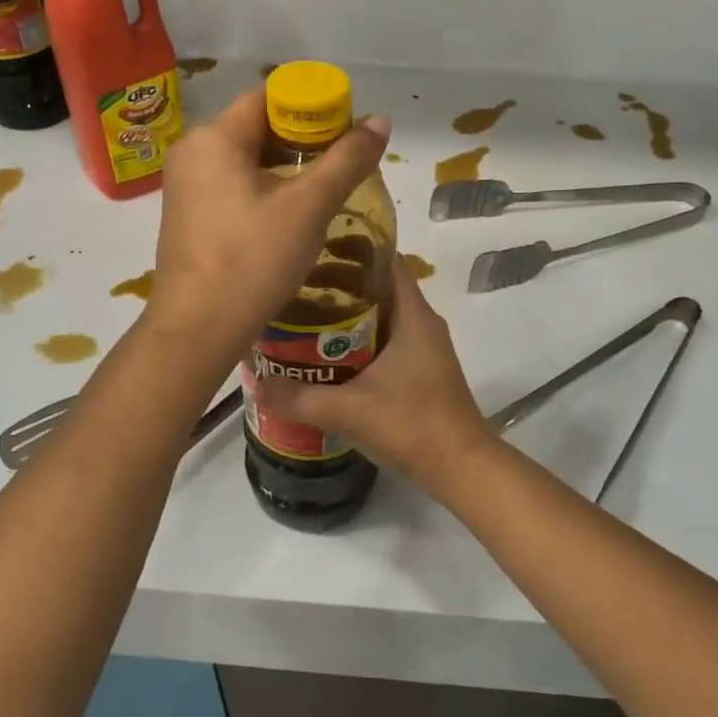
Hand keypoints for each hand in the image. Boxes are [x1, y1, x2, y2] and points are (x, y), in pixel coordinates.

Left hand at [149, 90, 389, 361]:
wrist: (198, 329)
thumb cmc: (252, 259)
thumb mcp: (308, 207)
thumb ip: (347, 160)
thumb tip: (381, 120)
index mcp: (214, 138)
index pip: (268, 98)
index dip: (311, 107)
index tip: (346, 131)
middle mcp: (192, 154)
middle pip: (256, 128)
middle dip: (302, 141)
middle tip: (343, 163)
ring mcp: (185, 188)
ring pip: (246, 161)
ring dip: (286, 169)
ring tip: (325, 190)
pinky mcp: (189, 218)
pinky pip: (233, 188)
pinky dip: (265, 191)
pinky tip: (292, 216)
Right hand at [251, 264, 494, 493]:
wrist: (461, 468)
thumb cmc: (411, 426)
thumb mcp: (348, 410)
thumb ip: (299, 397)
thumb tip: (256, 385)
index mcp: (414, 316)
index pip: (386, 260)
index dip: (353, 248)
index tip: (315, 249)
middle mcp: (422, 324)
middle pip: (379, 287)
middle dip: (339, 283)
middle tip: (296, 285)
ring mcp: (424, 349)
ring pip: (381, 316)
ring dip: (346, 314)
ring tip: (303, 316)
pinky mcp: (421, 371)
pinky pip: (385, 341)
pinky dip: (357, 340)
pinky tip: (327, 356)